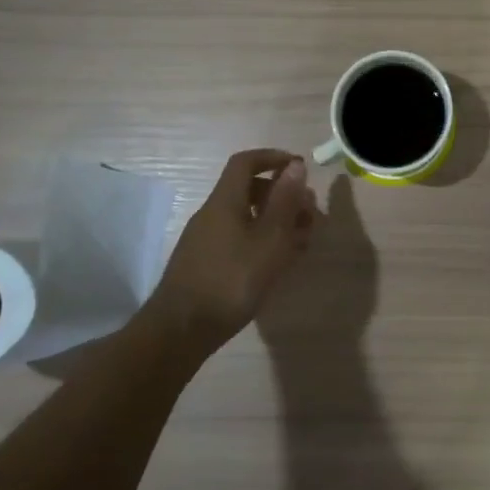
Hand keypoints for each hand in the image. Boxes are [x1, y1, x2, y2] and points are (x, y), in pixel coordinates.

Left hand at [146, 150, 317, 354]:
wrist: (180, 331)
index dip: (273, 158)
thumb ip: (284, 202)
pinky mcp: (205, 264)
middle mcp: (212, 214)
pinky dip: (262, 241)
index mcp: (225, 201)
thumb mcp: (269, 240)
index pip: (246, 163)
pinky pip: (239, 239)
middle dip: (282, 196)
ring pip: (246, 217)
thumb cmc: (231, 281)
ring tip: (302, 241)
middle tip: (309, 214)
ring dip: (275, 221)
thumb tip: (295, 166)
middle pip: (248, 190)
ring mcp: (206, 240)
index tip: (299, 167)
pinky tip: (278, 263)